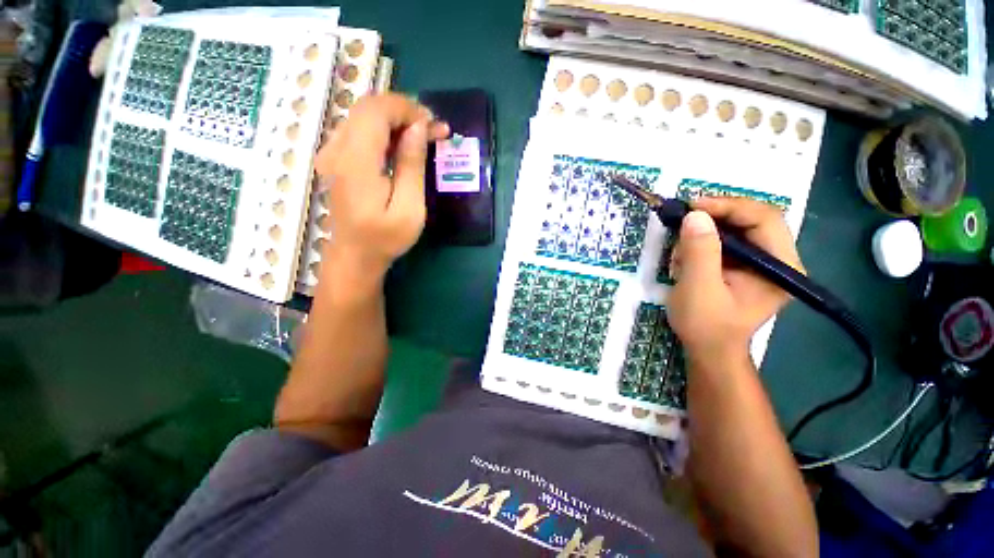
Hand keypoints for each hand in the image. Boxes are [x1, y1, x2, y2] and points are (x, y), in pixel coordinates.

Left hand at [314, 94, 448, 276]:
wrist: (354, 256)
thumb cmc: (385, 238)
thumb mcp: (409, 208)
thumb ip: (411, 165)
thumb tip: (418, 128)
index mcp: (356, 163)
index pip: (376, 111)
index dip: (406, 109)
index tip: (433, 123)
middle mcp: (336, 150)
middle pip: (368, 108)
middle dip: (404, 112)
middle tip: (433, 130)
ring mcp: (331, 153)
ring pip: (363, 117)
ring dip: (395, 120)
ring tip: (424, 136)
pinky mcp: (335, 159)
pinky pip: (359, 131)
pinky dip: (384, 131)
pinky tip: (403, 145)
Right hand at [667, 198, 803, 361]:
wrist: (708, 350)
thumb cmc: (705, 325)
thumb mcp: (698, 289)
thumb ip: (699, 252)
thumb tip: (695, 215)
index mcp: (781, 267)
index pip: (764, 219)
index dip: (729, 206)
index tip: (692, 206)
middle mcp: (779, 260)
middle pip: (751, 220)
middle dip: (714, 218)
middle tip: (683, 221)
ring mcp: (762, 262)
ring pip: (736, 229)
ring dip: (704, 234)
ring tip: (681, 253)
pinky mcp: (745, 266)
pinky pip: (725, 242)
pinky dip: (702, 244)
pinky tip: (686, 260)